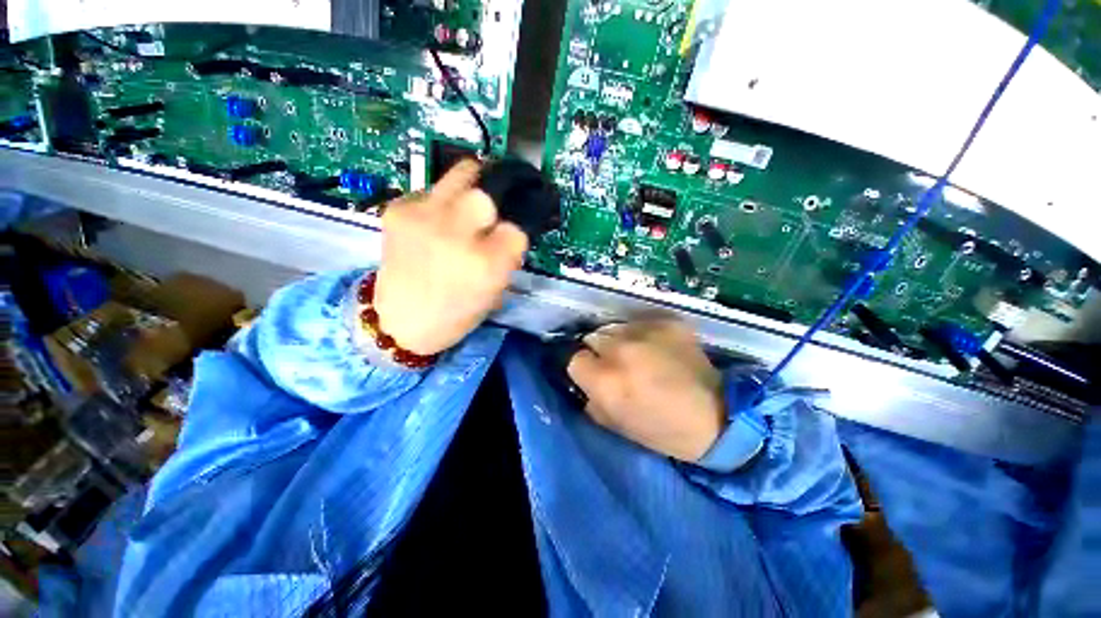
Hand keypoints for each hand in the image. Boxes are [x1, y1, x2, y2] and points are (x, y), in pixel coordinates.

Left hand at [373, 160, 527, 355]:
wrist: (398, 323)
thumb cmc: (454, 315)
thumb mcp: (494, 293)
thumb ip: (506, 259)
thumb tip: (509, 229)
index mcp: (485, 266)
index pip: (516, 229)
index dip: (514, 235)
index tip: (506, 242)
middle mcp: (456, 236)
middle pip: (488, 193)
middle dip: (494, 203)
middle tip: (488, 216)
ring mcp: (424, 218)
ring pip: (462, 174)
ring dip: (470, 188)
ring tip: (464, 207)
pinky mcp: (398, 210)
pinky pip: (432, 190)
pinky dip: (439, 203)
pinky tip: (433, 223)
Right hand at [567, 319, 725, 461]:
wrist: (717, 416)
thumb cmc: (662, 429)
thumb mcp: (615, 424)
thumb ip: (590, 397)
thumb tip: (584, 376)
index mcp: (606, 381)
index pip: (575, 359)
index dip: (585, 368)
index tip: (595, 374)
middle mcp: (620, 351)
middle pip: (593, 338)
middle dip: (600, 352)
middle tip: (617, 364)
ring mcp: (646, 332)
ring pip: (615, 328)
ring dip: (620, 341)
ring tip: (638, 354)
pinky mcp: (668, 322)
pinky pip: (640, 322)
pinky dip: (642, 333)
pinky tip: (656, 346)